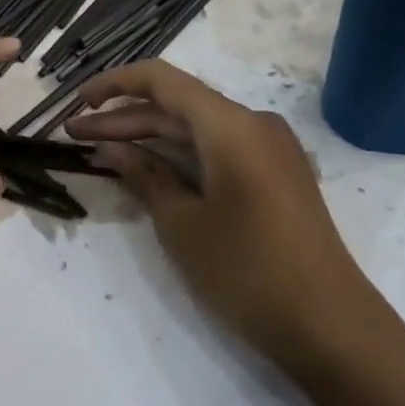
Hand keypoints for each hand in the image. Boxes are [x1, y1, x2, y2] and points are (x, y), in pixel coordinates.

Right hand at [67, 61, 392, 368]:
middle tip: (75, 136)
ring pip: (197, 130)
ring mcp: (270, 150)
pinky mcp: (275, 176)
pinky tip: (149, 172)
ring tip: (100, 153)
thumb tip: (110, 148)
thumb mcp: (182, 224)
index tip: (78, 103)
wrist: (329, 325)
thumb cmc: (247, 270)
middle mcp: (254, 124)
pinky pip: (218, 151)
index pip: (162, 80)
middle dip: (124, 119)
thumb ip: (144, 176)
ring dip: (150, 139)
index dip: (115, 85)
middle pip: (177, 107)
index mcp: (231, 125)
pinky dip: (180, 157)